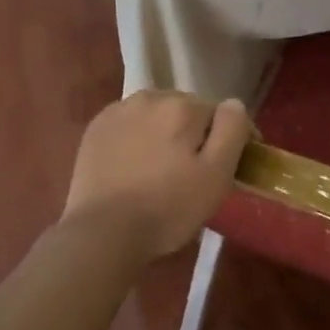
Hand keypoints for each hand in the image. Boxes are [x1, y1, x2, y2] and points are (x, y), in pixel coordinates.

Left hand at [62, 91, 250, 259]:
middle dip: (196, 132)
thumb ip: (231, 132)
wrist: (102, 231)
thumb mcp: (216, 175)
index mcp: (183, 107)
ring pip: (156, 115)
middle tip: (197, 169)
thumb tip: (234, 104)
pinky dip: (138, 137)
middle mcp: (150, 98)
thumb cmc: (167, 207)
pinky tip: (136, 164)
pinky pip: (129, 125)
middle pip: (186, 110)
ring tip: (165, 165)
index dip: (232, 137)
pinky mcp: (96, 129)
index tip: (234, 164)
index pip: (221, 113)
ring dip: (166, 131)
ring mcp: (118, 111)